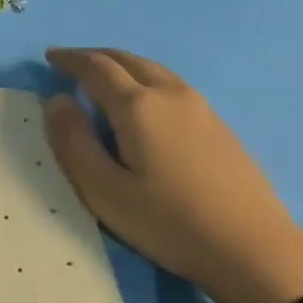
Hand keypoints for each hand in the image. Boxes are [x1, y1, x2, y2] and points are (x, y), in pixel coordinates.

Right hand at [43, 47, 302, 302]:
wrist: (251, 246)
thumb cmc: (169, 223)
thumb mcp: (105, 192)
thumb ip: (74, 144)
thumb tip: (56, 101)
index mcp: (138, 106)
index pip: (97, 68)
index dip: (70, 59)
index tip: (50, 57)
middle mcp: (170, 94)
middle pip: (128, 60)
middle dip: (96, 57)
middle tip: (72, 62)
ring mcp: (200, 106)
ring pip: (154, 69)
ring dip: (124, 65)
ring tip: (105, 77)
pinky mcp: (218, 124)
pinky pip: (172, 84)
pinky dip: (146, 79)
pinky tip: (146, 101)